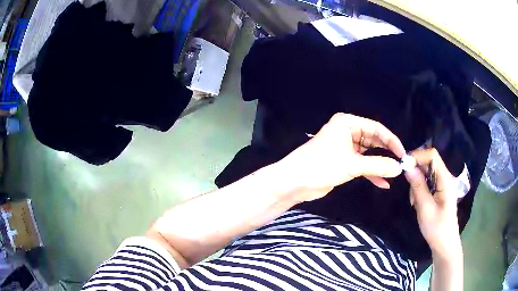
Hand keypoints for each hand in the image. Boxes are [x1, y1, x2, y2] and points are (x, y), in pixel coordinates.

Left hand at [277, 113, 405, 201]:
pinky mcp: (343, 162)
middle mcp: (347, 132)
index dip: (391, 141)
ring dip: (380, 165)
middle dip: (387, 153)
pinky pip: (362, 165)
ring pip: (369, 154)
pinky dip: (371, 173)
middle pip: (374, 141)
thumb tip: (399, 168)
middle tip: (400, 165)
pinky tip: (383, 183)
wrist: (294, 182)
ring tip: (394, 174)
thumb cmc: (321, 165)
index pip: (376, 128)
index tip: (403, 153)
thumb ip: (377, 165)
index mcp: (348, 123)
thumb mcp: (352, 164)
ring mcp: (345, 148)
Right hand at [404, 148, 461, 259]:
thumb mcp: (425, 208)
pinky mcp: (439, 191)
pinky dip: (419, 190)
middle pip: (428, 163)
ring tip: (414, 202)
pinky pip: (426, 182)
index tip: (404, 167)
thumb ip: (418, 187)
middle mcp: (445, 177)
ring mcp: (442, 184)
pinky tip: (418, 203)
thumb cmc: (437, 228)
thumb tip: (407, 167)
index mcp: (445, 179)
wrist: (444, 244)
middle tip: (410, 192)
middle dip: (416, 173)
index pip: (432, 155)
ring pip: (426, 173)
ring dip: (416, 184)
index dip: (418, 156)